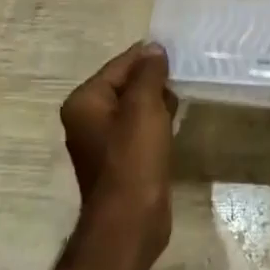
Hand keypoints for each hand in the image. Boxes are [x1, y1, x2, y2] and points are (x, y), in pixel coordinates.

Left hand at [60, 42, 177, 263]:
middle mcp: (87, 118)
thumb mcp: (144, 107)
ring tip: (182, 96)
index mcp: (85, 102)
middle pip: (126, 84)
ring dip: (157, 100)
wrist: (130, 222)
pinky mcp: (120, 159)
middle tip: (184, 75)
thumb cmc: (134, 159)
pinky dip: (156, 121)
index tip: (178, 53)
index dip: (149, 58)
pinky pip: (139, 127)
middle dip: (154, 79)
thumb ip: (148, 73)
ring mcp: (103, 140)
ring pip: (135, 106)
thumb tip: (153, 48)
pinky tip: (175, 121)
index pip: (120, 65)